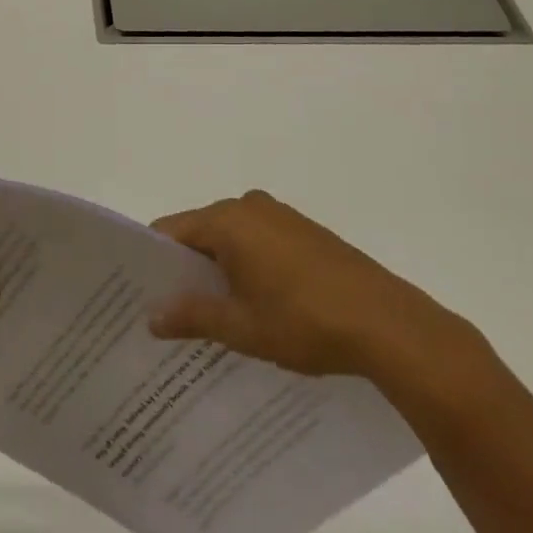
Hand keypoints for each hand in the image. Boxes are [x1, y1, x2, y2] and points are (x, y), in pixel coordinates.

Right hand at [149, 190, 477, 389]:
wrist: (389, 325)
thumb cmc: (304, 321)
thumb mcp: (240, 327)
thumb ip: (191, 316)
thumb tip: (151, 316)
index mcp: (227, 220)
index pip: (171, 231)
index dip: (154, 261)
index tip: (143, 293)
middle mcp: (250, 206)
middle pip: (201, 232)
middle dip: (187, 268)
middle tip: (173, 309)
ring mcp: (281, 216)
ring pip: (232, 238)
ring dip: (220, 268)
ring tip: (214, 313)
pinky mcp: (306, 232)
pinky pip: (260, 242)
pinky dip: (249, 265)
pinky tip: (257, 303)